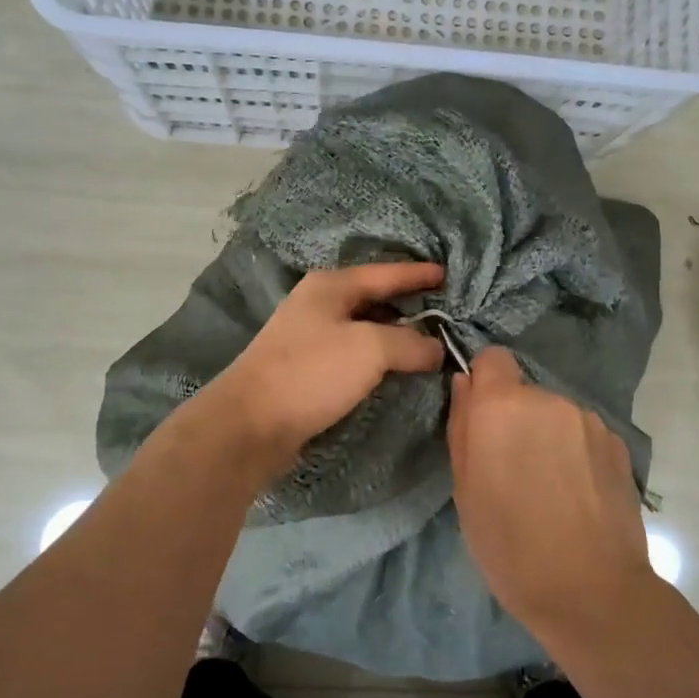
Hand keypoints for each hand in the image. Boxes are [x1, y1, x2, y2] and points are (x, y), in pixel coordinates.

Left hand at [198, 262, 445, 477]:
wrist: (251, 424)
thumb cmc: (312, 373)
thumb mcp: (370, 349)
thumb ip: (410, 342)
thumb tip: (436, 348)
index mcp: (330, 286)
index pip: (386, 273)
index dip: (418, 274)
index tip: (447, 274)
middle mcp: (319, 304)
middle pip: (374, 299)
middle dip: (409, 305)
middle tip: (446, 313)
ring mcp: (310, 337)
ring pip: (364, 328)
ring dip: (395, 335)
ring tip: (429, 343)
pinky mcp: (307, 369)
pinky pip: (354, 354)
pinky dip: (378, 358)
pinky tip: (396, 369)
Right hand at [447, 347, 655, 638]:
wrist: (591, 592)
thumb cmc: (510, 546)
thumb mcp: (464, 490)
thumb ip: (462, 427)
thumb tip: (466, 384)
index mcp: (502, 407)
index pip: (492, 358)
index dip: (484, 383)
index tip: (481, 420)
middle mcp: (548, 399)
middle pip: (524, 393)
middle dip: (515, 420)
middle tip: (512, 470)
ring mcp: (589, 420)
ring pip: (555, 415)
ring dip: (547, 436)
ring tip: (549, 489)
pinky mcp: (618, 443)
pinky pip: (583, 435)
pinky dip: (576, 453)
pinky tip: (578, 495)